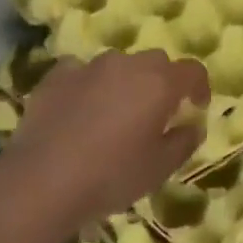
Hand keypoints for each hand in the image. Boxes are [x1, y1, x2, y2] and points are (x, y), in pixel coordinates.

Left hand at [0, 50, 208, 231]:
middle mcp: (127, 64)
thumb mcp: (158, 169)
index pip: (192, 70)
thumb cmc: (111, 175)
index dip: (199, 86)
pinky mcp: (57, 75)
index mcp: (159, 83)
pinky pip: (83, 73)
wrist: (42, 179)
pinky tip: (80, 112)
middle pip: (155, 62)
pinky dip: (89, 86)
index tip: (197, 107)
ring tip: (115, 114)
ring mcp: (89, 66)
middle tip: (156, 113)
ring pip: (118, 65)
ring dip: (125, 82)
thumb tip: (193, 126)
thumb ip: (183, 142)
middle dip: (162, 82)